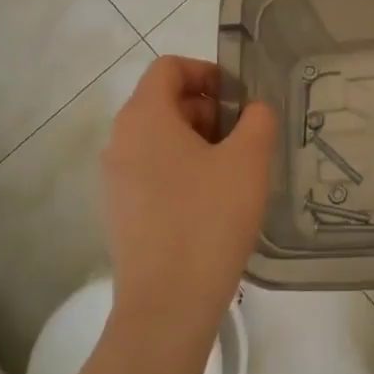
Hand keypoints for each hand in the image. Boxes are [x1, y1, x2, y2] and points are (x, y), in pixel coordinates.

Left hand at [102, 56, 275, 337]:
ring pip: (160, 138)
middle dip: (208, 109)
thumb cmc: (209, 219)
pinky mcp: (120, 212)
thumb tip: (253, 110)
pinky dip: (183, 170)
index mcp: (144, 117)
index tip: (239, 98)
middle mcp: (120, 141)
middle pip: (164, 101)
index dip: (207, 71)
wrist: (167, 306)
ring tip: (233, 171)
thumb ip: (258, 118)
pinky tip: (212, 202)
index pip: (169, 67)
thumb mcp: (248, 159)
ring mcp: (115, 180)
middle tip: (243, 137)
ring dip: (198, 141)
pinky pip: (152, 171)